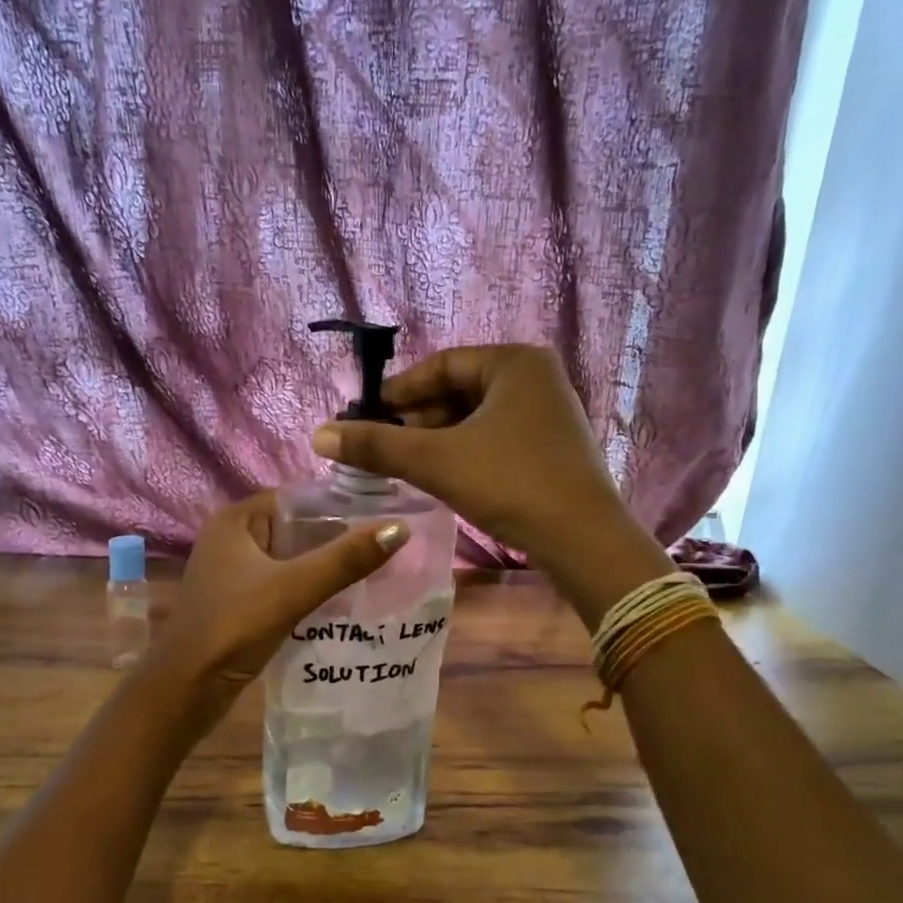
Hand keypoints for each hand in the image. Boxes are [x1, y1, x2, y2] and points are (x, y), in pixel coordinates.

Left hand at [156, 491, 408, 696]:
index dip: (338, 505)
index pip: (296, 498)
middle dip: (336, 538)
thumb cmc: (234, 627)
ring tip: (375, 569)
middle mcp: (231, 539)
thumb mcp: (294, 588)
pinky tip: (342, 599)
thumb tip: (400, 528)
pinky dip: (309, 588)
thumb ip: (345, 559)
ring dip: (324, 566)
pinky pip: (282, 584)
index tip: (383, 514)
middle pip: (295, 529)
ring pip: (290, 559)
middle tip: (387, 545)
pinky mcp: (239, 602)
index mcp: (235, 520)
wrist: (187, 690)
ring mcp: (232, 573)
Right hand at [309, 345, 628, 569]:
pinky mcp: (553, 447)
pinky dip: (464, 450)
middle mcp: (537, 378)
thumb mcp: (437, 461)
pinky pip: (496, 437)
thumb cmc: (510, 483)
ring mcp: (550, 413)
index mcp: (515, 362)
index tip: (366, 414)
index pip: (442, 365)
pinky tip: (441, 474)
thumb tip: (319, 434)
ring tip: (403, 462)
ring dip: (438, 437)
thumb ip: (377, 445)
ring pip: (477, 417)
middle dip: (417, 417)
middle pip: (459, 390)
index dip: (399, 390)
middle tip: (381, 443)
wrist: (583, 540)